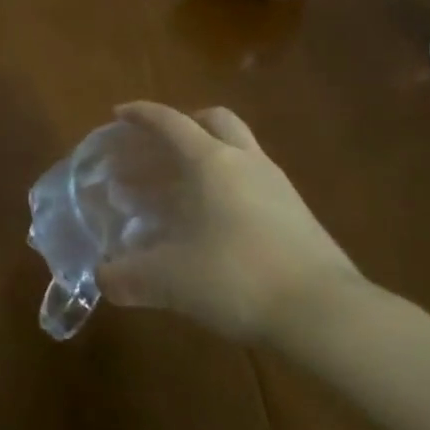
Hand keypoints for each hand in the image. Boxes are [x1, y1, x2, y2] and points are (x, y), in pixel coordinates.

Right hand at [97, 102, 360, 344]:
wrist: (327, 315)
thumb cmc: (237, 278)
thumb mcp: (169, 280)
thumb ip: (128, 276)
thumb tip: (103, 278)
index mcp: (210, 161)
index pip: (169, 122)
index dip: (141, 114)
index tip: (118, 115)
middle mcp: (245, 161)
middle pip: (213, 121)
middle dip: (183, 126)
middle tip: (156, 149)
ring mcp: (277, 186)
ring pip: (237, 150)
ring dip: (205, 159)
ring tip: (178, 190)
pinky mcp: (297, 214)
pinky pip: (253, 182)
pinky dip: (227, 188)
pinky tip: (212, 223)